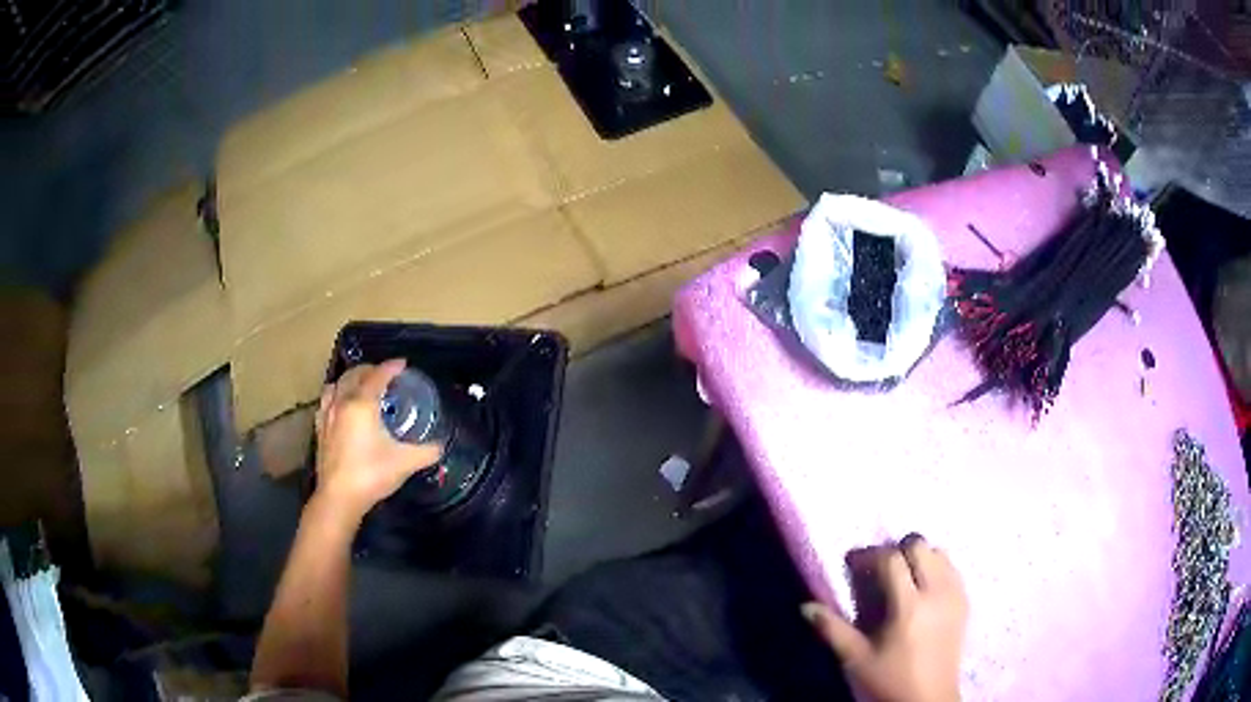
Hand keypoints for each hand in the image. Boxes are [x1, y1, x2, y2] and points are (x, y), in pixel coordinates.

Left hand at [312, 359, 441, 521]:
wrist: (339, 497)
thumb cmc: (371, 475)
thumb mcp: (405, 463)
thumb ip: (426, 452)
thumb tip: (440, 446)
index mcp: (362, 404)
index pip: (378, 376)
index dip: (392, 367)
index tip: (403, 364)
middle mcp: (342, 403)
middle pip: (354, 374)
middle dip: (370, 370)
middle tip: (385, 375)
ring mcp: (327, 415)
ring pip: (336, 385)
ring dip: (350, 379)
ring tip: (361, 386)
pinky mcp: (320, 429)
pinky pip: (326, 401)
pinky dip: (336, 395)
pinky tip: (341, 406)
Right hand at [803, 535, 967, 701]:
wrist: (928, 699)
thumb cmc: (889, 681)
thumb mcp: (856, 659)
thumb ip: (832, 630)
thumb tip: (806, 606)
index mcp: (909, 606)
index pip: (892, 559)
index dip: (870, 555)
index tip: (852, 563)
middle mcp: (937, 592)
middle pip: (920, 546)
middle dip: (896, 550)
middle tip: (877, 570)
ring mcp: (955, 595)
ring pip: (939, 553)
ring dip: (918, 557)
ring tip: (901, 578)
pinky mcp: (965, 602)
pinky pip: (952, 568)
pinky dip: (936, 567)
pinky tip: (922, 588)